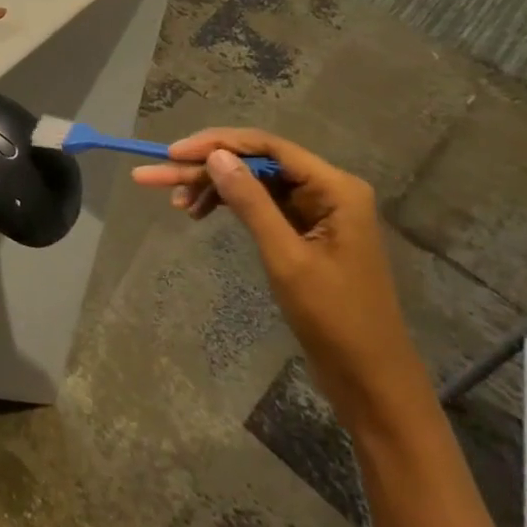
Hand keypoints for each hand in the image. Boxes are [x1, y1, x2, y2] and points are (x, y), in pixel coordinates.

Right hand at [132, 128, 430, 432]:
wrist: (372, 382)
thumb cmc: (335, 319)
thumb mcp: (286, 258)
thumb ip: (251, 203)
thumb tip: (214, 156)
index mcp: (335, 188)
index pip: (267, 146)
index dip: (217, 144)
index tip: (173, 153)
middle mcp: (326, 189)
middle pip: (255, 163)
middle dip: (204, 168)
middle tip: (155, 175)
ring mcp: (316, 211)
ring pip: (252, 183)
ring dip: (212, 187)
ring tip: (174, 201)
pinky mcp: (304, 231)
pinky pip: (259, 204)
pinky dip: (228, 206)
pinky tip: (198, 213)